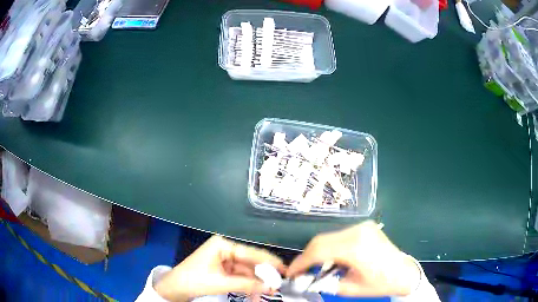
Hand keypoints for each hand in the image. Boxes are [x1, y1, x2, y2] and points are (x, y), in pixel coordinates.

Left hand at [155, 236, 284, 301]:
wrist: (176, 288)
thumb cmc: (195, 280)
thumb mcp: (222, 283)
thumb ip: (248, 284)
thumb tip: (271, 286)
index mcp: (223, 245)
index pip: (250, 253)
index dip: (269, 262)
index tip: (284, 270)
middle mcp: (225, 250)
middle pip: (250, 263)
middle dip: (263, 276)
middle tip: (277, 285)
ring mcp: (224, 260)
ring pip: (246, 272)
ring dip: (256, 283)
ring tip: (266, 293)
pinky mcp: (223, 270)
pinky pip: (240, 277)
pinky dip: (247, 286)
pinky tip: (255, 294)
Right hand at [287, 221, 420, 296]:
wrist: (404, 273)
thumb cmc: (379, 284)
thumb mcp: (350, 289)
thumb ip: (324, 283)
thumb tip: (305, 280)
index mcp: (355, 247)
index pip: (318, 251)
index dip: (300, 262)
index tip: (291, 273)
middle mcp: (357, 231)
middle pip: (321, 240)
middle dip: (307, 256)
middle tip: (300, 271)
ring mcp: (362, 226)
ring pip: (329, 237)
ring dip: (318, 252)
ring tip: (315, 267)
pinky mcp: (365, 227)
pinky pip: (339, 236)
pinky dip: (330, 247)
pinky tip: (332, 259)